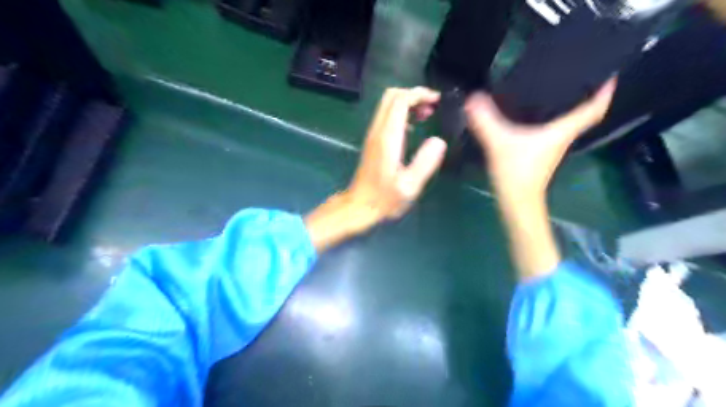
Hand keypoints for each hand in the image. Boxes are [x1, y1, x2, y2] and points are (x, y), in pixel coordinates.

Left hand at [304, 88, 448, 250]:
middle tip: (432, 106)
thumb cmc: (384, 199)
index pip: (400, 101)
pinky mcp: (373, 141)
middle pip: (391, 96)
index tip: (437, 100)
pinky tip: (414, 128)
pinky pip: (386, 116)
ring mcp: (373, 135)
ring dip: (408, 103)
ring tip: (427, 114)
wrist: (359, 206)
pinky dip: (401, 113)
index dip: (419, 94)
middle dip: (413, 94)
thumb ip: (425, 162)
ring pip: (387, 105)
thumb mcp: (409, 186)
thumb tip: (438, 141)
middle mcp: (378, 131)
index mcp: (388, 138)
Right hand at [468, 80, 613, 280]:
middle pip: (583, 113)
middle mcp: (562, 137)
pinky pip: (551, 129)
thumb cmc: (517, 172)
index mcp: (562, 131)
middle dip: (588, 93)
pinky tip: (536, 112)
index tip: (610, 72)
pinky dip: (551, 119)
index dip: (605, 91)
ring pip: (567, 122)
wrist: (516, 202)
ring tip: (559, 86)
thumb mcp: (499, 143)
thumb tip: (472, 97)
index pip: (593, 109)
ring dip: (569, 106)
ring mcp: (552, 147)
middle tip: (581, 72)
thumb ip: (485, 121)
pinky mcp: (540, 154)